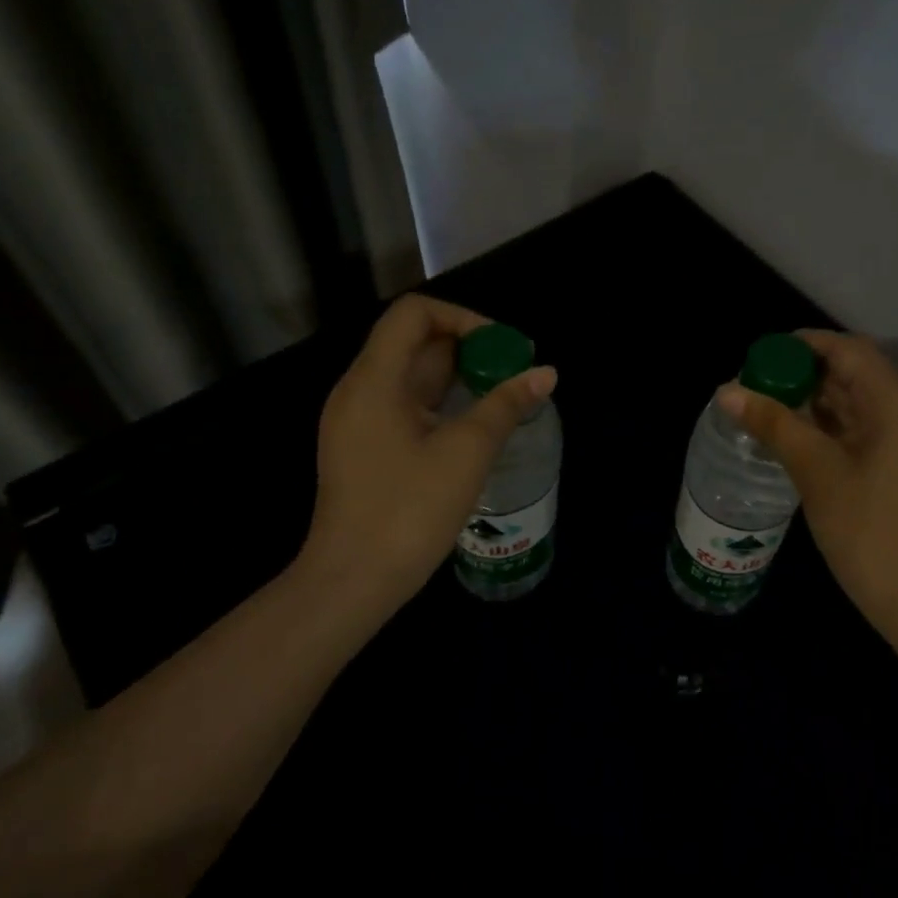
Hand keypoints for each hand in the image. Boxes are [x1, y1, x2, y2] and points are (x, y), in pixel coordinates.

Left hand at [303, 295, 556, 623]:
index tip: (500, 348)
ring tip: (503, 394)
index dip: (462, 318)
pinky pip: (407, 403)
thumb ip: (507, 404)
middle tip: (514, 370)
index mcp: (374, 380)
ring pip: (413, 374)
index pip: (414, 314)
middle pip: (415, 341)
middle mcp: (360, 390)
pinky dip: (443, 400)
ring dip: (459, 375)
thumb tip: (546, 372)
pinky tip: (475, 423)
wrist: (351, 583)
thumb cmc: (407, 510)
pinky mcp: (365, 446)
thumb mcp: (467, 451)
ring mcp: (358, 420)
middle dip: (469, 347)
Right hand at [719, 331, 897, 649]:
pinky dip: (834, 426)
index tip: (759, 356)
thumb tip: (727, 391)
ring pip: (860, 401)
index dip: (801, 345)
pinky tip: (798, 438)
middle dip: (804, 374)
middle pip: (854, 371)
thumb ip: (773, 424)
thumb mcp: (816, 472)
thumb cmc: (873, 533)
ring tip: (767, 410)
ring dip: (817, 401)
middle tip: (755, 386)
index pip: (845, 349)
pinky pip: (869, 427)